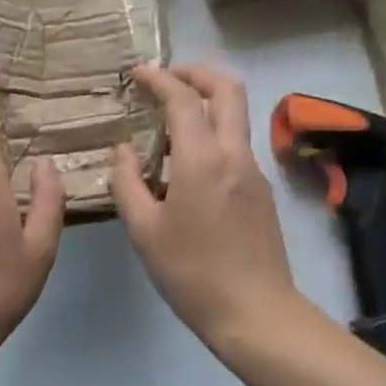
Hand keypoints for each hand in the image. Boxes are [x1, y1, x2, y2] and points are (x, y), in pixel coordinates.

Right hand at [111, 65, 300, 355]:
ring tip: (170, 123)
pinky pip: (236, 146)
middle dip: (197, 73)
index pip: (183, 99)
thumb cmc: (191, 272)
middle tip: (166, 79)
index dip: (160, 78)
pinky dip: (212, 135)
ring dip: (206, 104)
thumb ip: (127, 183)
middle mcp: (234, 155)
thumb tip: (123, 152)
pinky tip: (187, 166)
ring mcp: (254, 172)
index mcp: (202, 160)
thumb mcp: (144, 231)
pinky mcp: (262, 191)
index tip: (138, 73)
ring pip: (236, 117)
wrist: (255, 313)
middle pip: (228, 90)